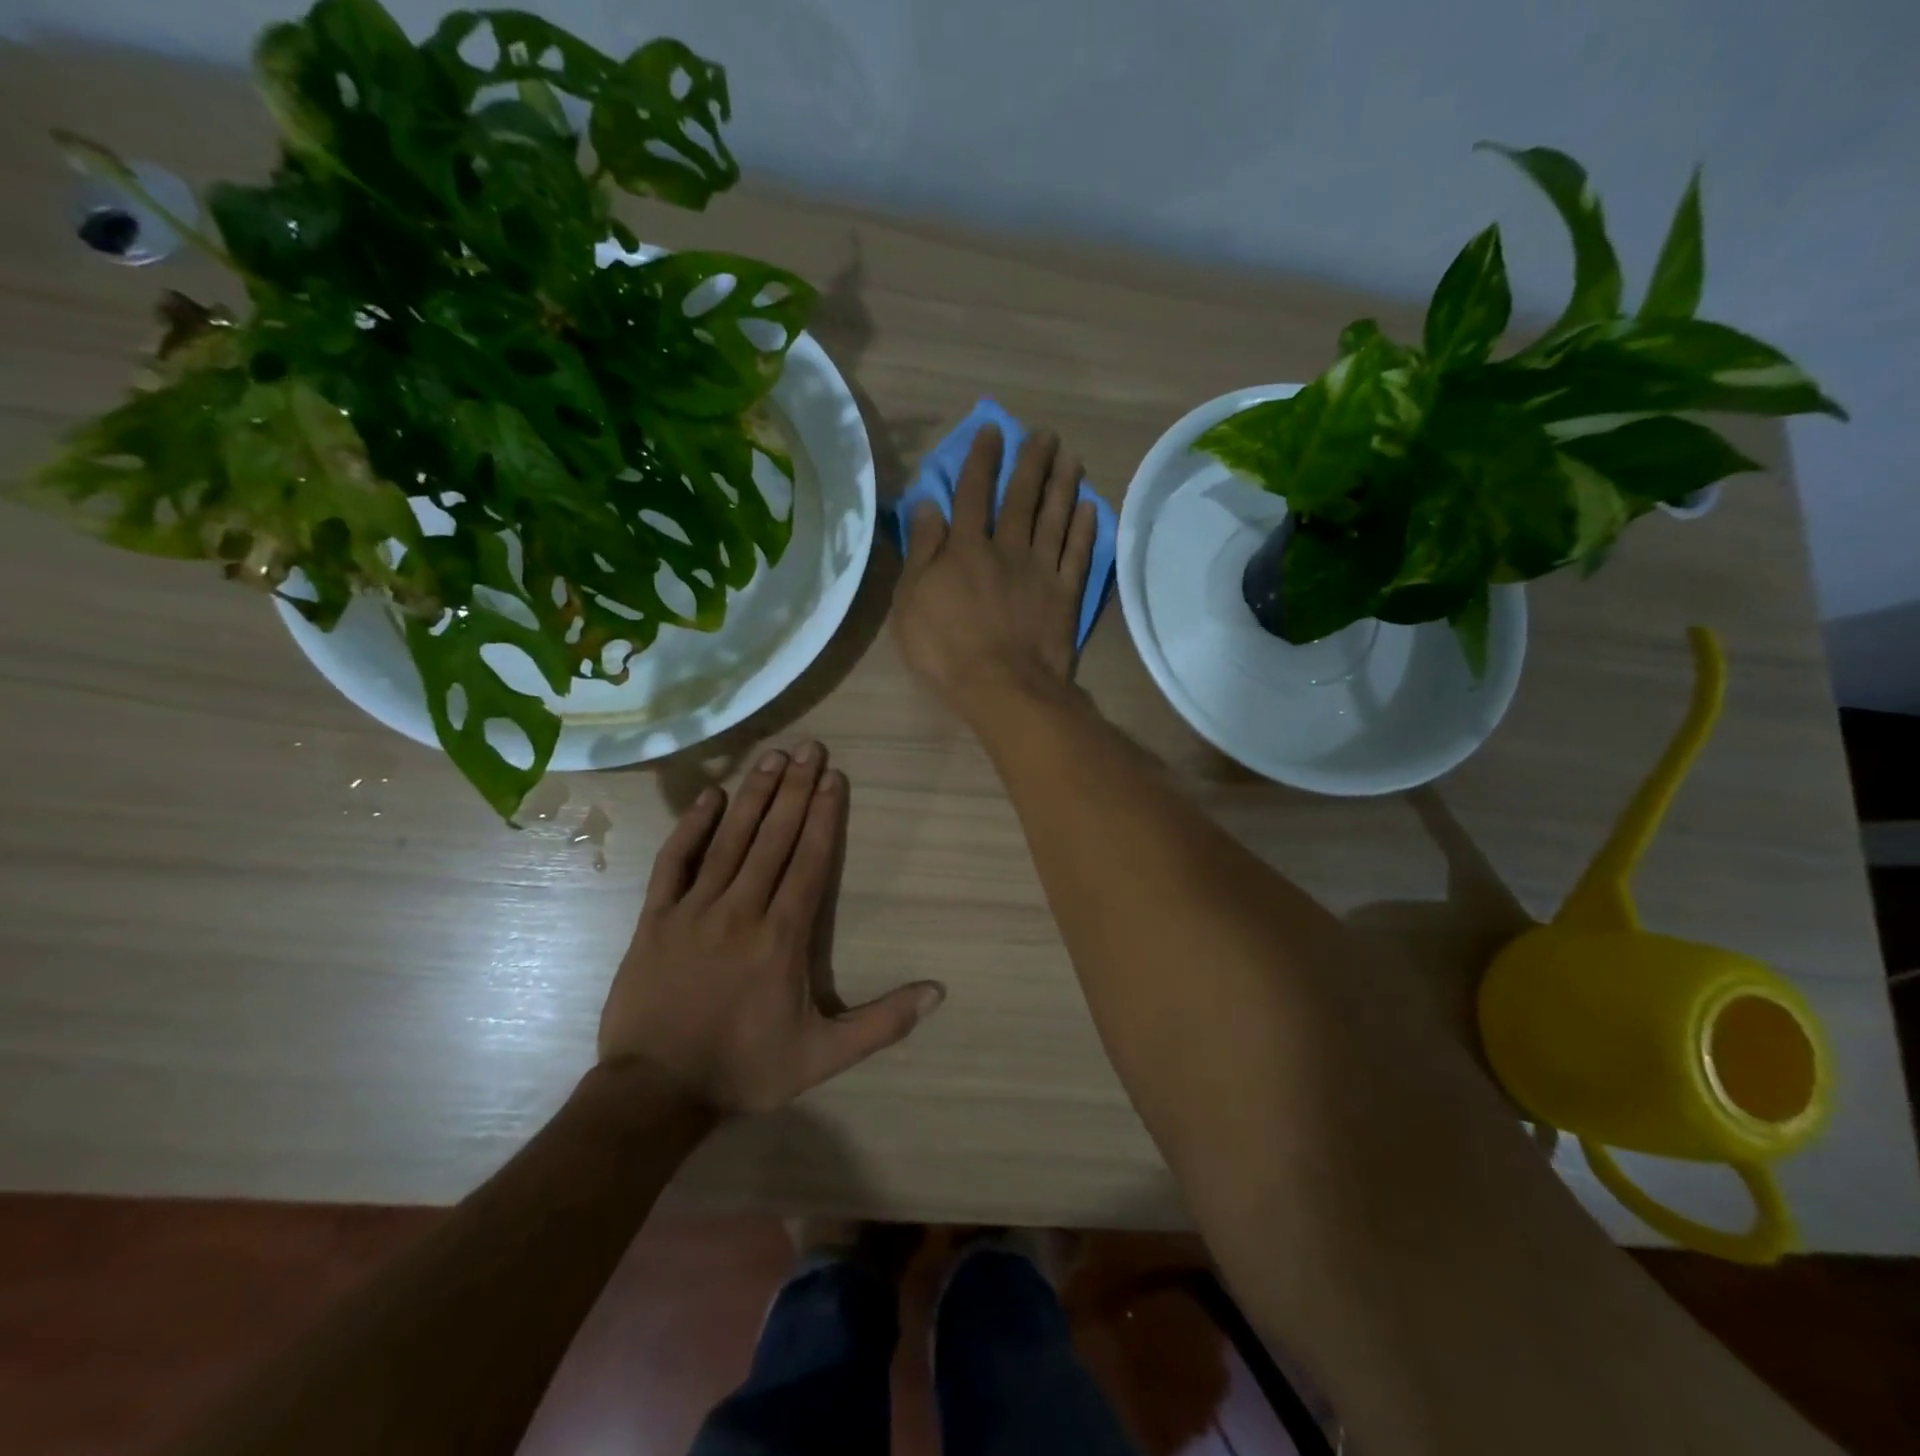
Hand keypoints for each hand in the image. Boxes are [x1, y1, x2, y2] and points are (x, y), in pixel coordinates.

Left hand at [600, 744, 944, 1114]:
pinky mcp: (656, 918)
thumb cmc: (744, 1069)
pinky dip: (692, 827)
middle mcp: (741, 910)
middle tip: (809, 748)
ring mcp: (694, 910)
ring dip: (754, 795)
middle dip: (794, 789)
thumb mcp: (824, 1057)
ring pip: (730, 840)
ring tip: (772, 757)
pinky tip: (710, 797)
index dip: (823, 816)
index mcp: (782, 936)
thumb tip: (939, 992)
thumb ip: (883, 1022)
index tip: (834, 777)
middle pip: (773, 838)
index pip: (809, 861)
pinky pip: (675, 862)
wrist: (655, 1093)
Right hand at [893, 425, 1098, 722]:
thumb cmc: (945, 649)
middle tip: (1046, 435)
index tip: (992, 431)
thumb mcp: (912, 601)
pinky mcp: (1065, 594)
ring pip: (1054, 518)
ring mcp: (1041, 570)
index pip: (972, 494)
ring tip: (1071, 458)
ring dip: (1062, 485)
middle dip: (1032, 463)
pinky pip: (1077, 554)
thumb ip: (922, 550)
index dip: (981, 460)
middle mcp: (1007, 548)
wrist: (1002, 686)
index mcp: (966, 548)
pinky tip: (1089, 508)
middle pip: (1021, 498)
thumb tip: (927, 504)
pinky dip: (1084, 529)